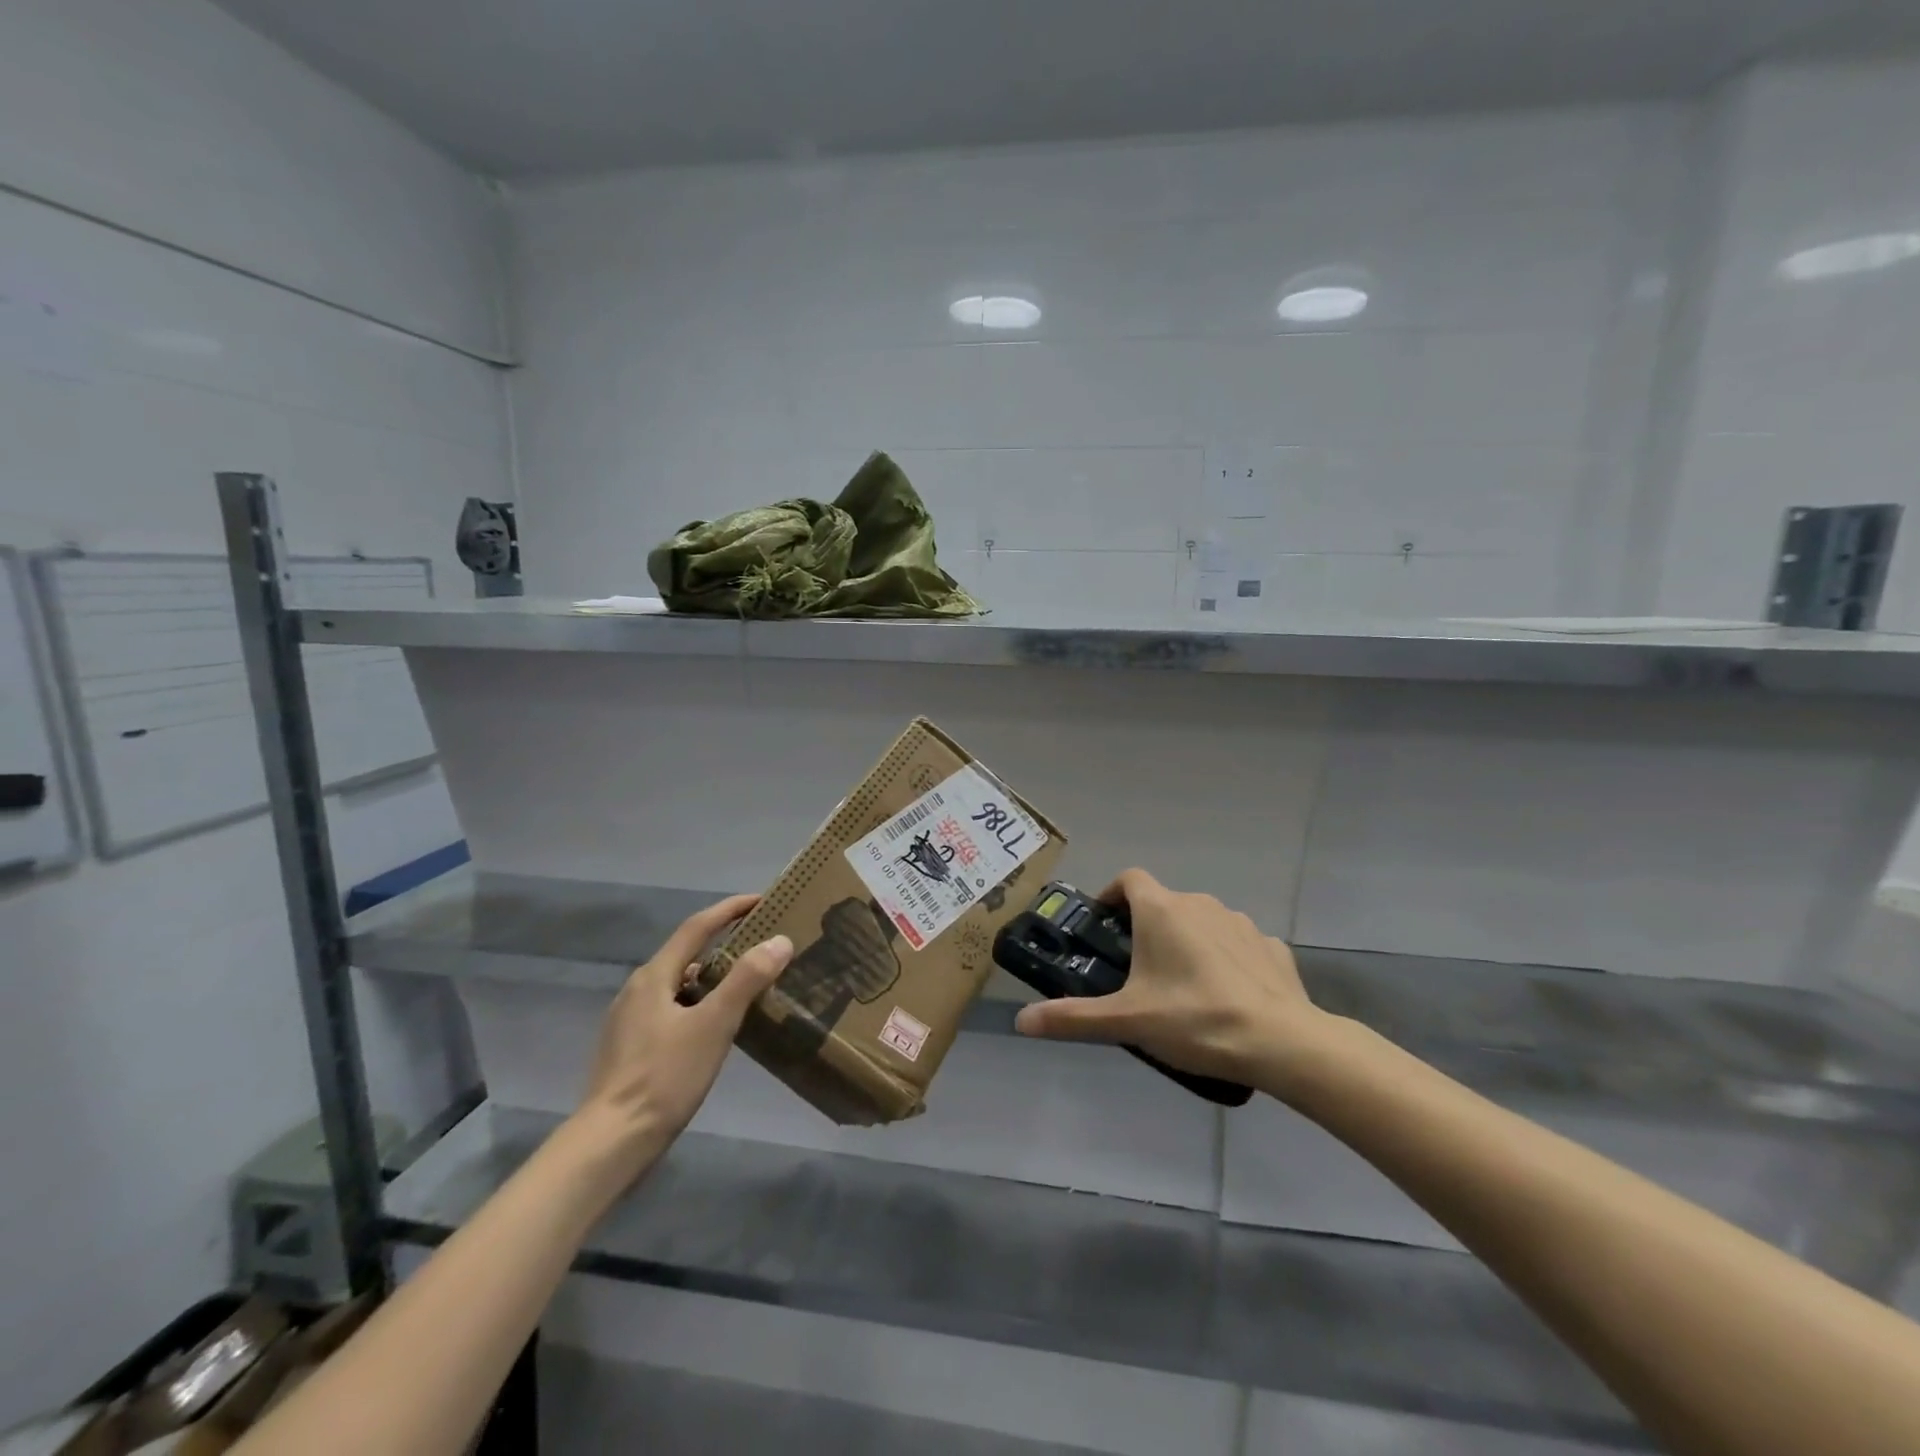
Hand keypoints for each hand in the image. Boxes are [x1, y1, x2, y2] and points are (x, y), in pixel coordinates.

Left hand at [571, 895, 792, 1184]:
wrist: (611, 1143)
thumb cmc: (665, 1077)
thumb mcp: (714, 1024)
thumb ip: (747, 979)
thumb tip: (779, 940)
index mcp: (654, 976)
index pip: (697, 927)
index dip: (729, 909)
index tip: (761, 900)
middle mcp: (637, 990)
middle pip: (686, 954)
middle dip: (723, 944)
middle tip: (761, 946)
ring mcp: (629, 1021)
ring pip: (678, 985)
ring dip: (711, 977)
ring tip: (746, 986)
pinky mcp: (630, 1049)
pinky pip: (671, 1010)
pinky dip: (698, 1004)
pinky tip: (715, 1027)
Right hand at [1013, 868, 1329, 1089]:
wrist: (1282, 1042)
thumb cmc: (1195, 1019)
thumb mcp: (1127, 1021)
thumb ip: (1072, 1018)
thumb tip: (1021, 1021)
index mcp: (1162, 910)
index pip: (1129, 879)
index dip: (1112, 896)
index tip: (1105, 927)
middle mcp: (1200, 903)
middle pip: (1164, 904)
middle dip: (1147, 930)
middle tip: (1137, 973)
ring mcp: (1240, 922)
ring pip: (1201, 922)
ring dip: (1187, 942)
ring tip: (1182, 988)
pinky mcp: (1271, 946)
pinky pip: (1237, 944)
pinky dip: (1225, 959)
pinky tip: (1226, 995)